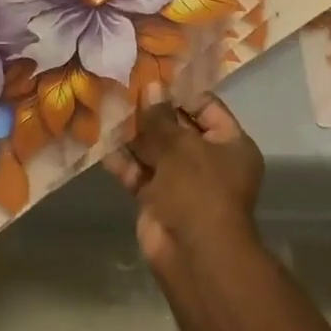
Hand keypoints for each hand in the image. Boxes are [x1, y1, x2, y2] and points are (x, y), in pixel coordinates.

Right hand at [105, 96, 263, 271]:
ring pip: (154, 150)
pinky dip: (123, 161)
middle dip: (150, 112)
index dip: (179, 93)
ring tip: (106, 108)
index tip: (150, 76)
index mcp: (230, 144)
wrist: (194, 254)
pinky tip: (100, 141)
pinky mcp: (157, 199)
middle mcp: (208, 160)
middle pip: (176, 128)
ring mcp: (182, 181)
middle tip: (121, 88)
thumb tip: (151, 87)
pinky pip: (139, 173)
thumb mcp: (181, 146)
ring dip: (132, 134)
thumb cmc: (199, 190)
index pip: (206, 107)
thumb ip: (160, 117)